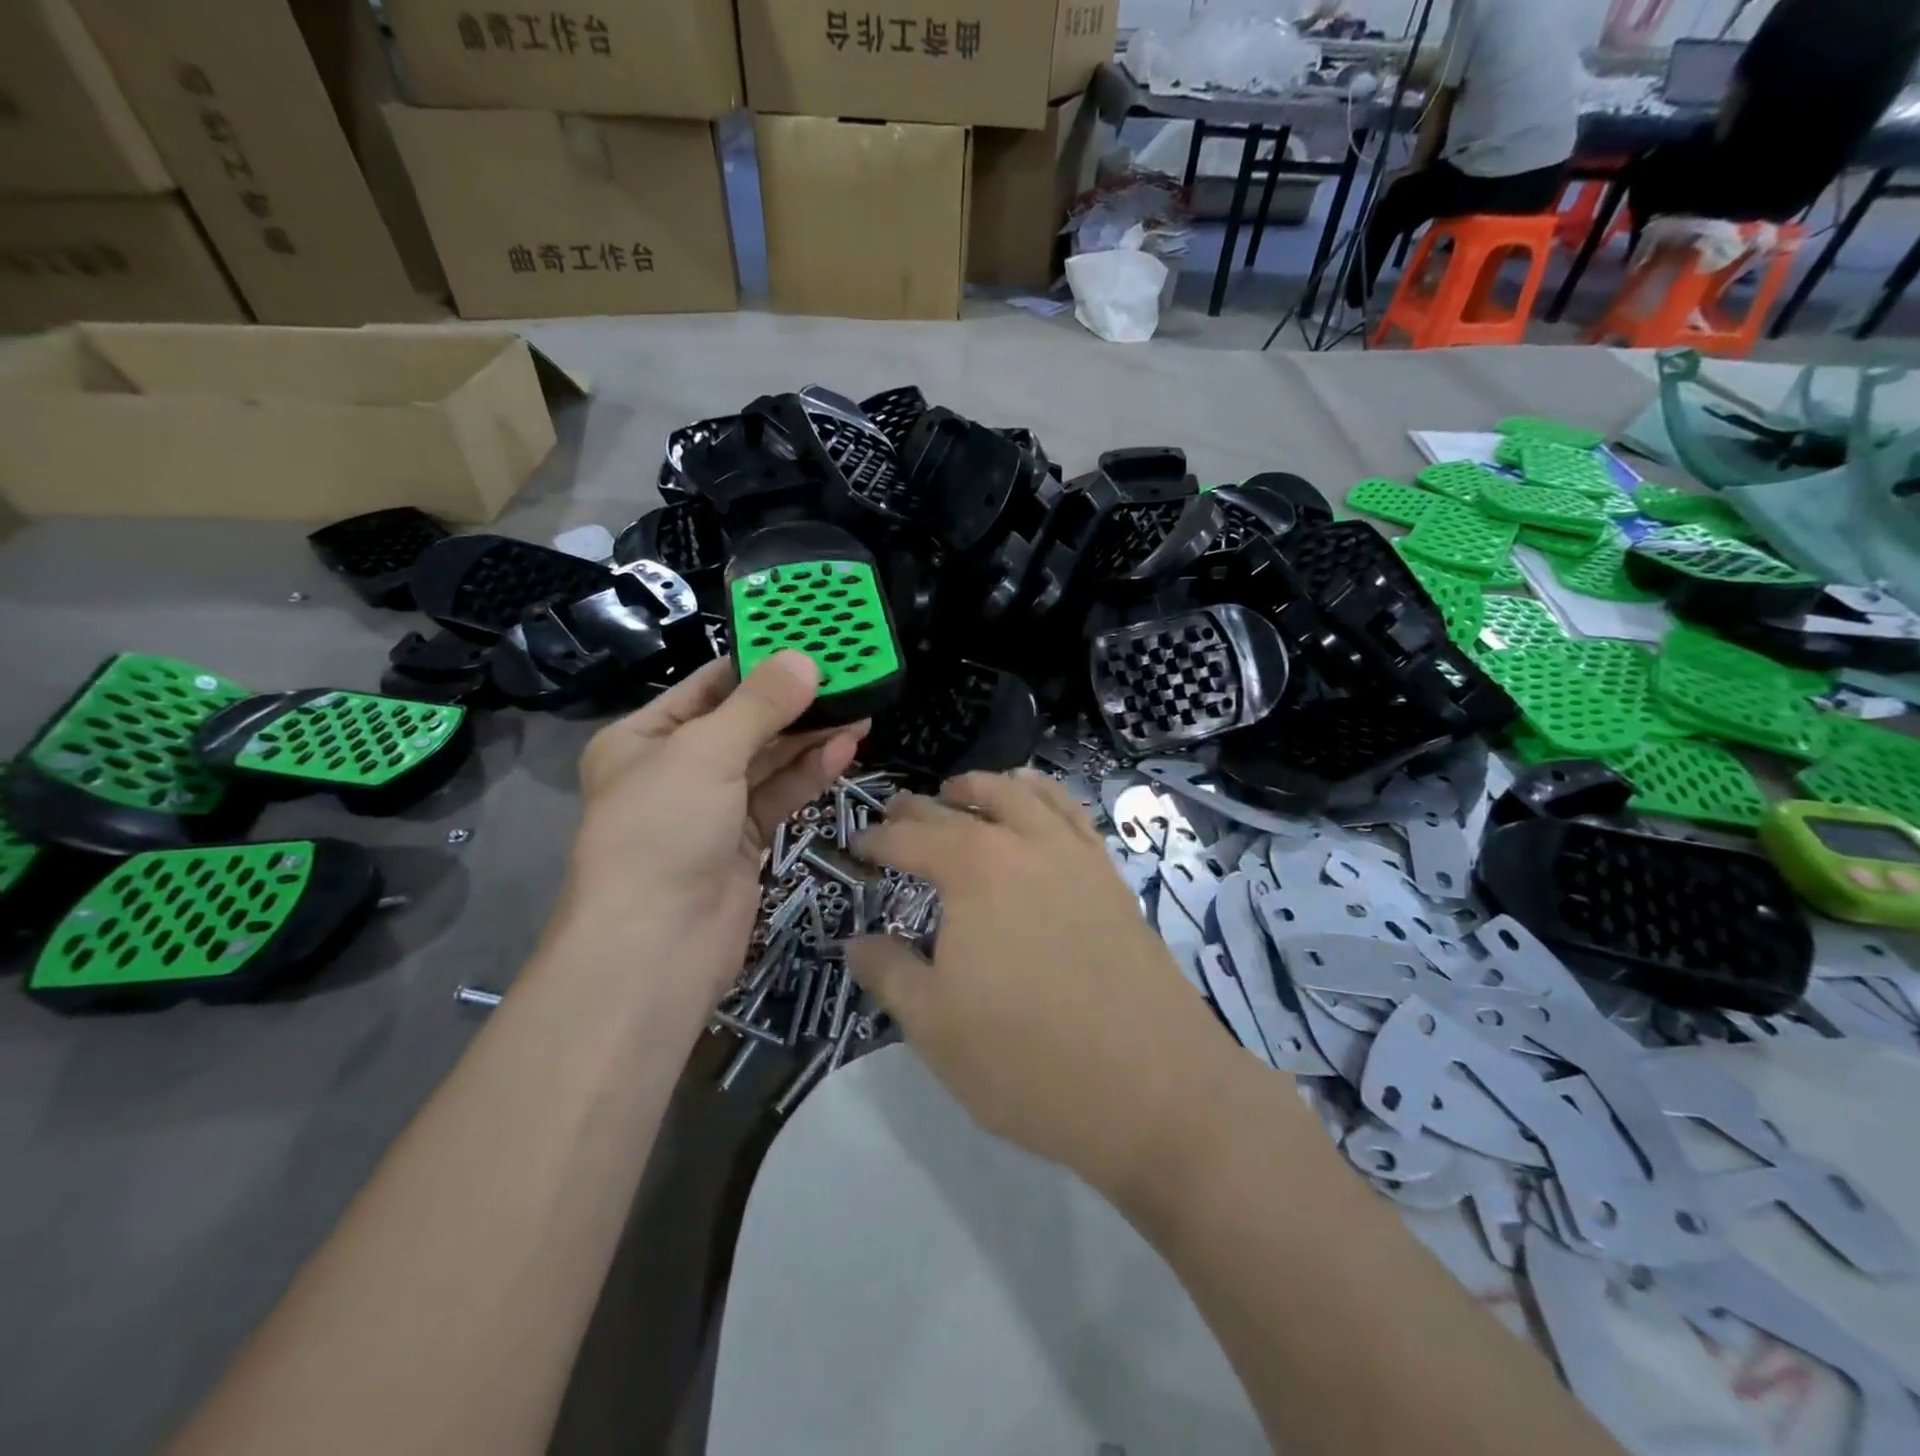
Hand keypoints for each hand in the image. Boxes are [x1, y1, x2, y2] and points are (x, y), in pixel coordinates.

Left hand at [552, 653, 864, 1000]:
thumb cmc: (663, 832)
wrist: (656, 947)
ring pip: (768, 760)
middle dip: (794, 701)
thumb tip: (806, 659)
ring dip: (810, 735)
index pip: (707, 685)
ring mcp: (710, 808)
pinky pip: (779, 795)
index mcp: (642, 738)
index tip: (809, 642)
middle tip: (847, 676)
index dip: (758, 662)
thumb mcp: (706, 753)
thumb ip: (760, 704)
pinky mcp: (743, 841)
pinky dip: (810, 772)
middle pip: (744, 722)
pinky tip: (845, 748)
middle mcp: (674, 769)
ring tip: (860, 708)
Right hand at [849, 771, 1232, 1200]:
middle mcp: (1024, 843)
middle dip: (922, 808)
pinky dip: (1046, 795)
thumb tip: (857, 942)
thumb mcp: (934, 1026)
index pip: (911, 838)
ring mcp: (1075, 854)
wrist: (1154, 1088)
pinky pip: (1073, 814)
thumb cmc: (1027, 1060)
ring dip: (985, 786)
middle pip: (964, 806)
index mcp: (972, 869)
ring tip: (965, 790)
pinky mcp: (1111, 875)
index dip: (877, 840)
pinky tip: (1039, 805)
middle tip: (897, 813)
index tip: (857, 846)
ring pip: (1024, 793)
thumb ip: (888, 973)